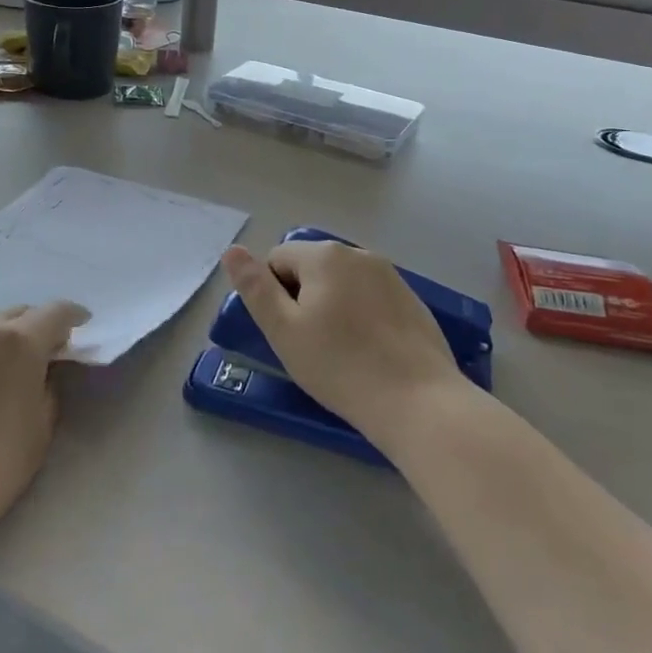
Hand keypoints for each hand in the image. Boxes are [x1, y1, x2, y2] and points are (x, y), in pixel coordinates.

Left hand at [0, 301, 87, 562]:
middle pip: (19, 313)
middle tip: (43, 355)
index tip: (82, 328)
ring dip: (2, 339)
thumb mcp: (41, 427)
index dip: (74, 318)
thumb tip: (45, 370)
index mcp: (20, 341)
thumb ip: (49, 386)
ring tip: (2, 371)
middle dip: (36, 328)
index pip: (56, 312)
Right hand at [222, 241, 467, 451]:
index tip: (285, 331)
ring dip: (332, 306)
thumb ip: (255, 287)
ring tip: (340, 351)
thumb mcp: (283, 330)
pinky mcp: (413, 300)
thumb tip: (232, 250)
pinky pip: (371, 298)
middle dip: (302, 297)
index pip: (278, 258)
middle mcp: (359, 254)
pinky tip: (369, 353)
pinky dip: (362, 316)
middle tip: (309, 344)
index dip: (272, 293)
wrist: (419, 402)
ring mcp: (392, 275)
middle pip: (312, 267)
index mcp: (325, 255)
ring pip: (343, 283)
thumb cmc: (340, 365)